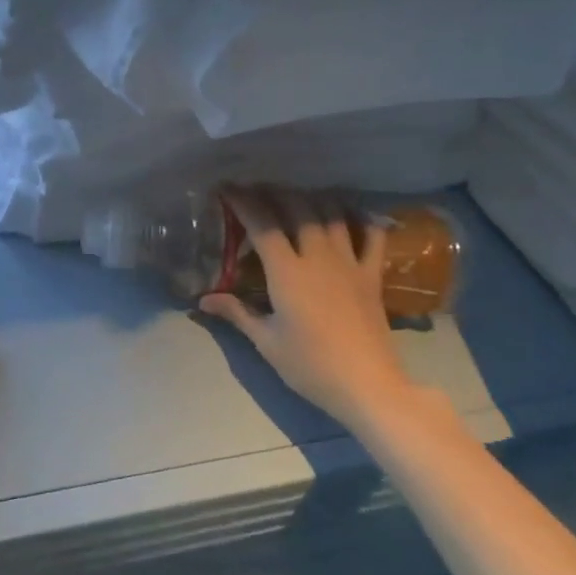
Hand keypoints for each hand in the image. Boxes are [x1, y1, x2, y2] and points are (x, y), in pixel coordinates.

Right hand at [198, 188, 421, 424]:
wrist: (368, 385)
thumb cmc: (310, 365)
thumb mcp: (266, 342)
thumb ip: (237, 313)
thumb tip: (203, 300)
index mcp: (287, 272)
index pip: (262, 224)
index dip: (243, 202)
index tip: (227, 189)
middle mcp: (318, 257)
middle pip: (297, 208)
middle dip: (275, 192)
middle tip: (258, 188)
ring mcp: (350, 263)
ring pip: (331, 214)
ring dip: (312, 199)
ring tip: (296, 195)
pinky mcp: (372, 275)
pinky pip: (371, 236)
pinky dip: (360, 219)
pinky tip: (350, 213)